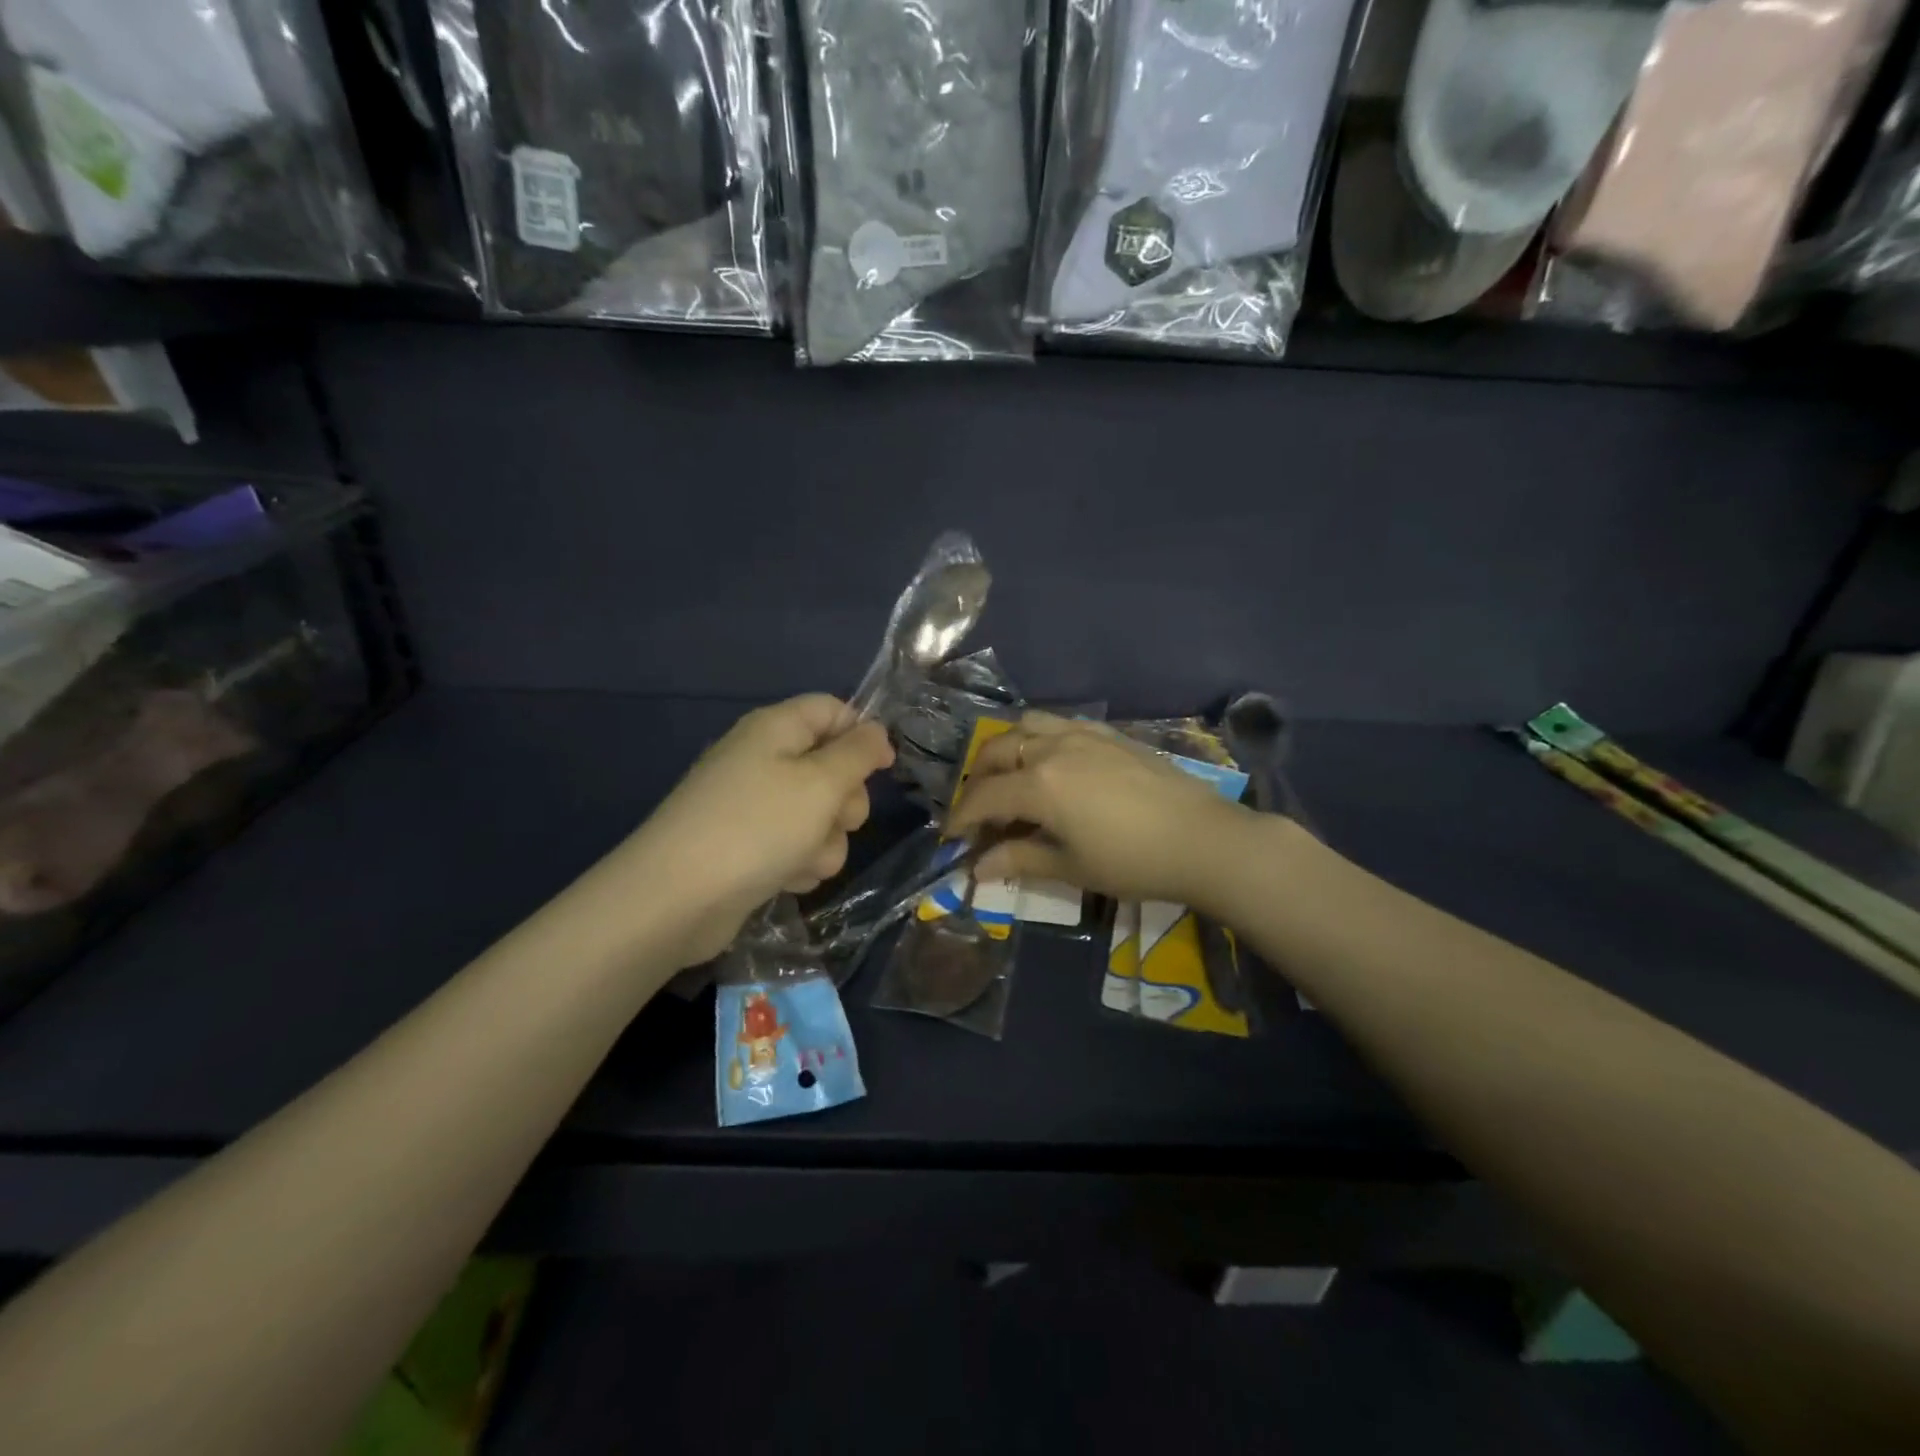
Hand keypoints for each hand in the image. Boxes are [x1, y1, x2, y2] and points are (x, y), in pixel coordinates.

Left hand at [588, 696, 892, 968]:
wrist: (677, 899)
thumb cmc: (757, 827)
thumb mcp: (820, 783)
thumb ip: (857, 753)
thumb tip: (875, 730)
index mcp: (776, 729)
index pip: (831, 710)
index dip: (863, 733)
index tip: (885, 767)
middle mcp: (764, 760)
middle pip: (831, 767)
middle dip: (845, 800)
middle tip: (837, 820)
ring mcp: (754, 806)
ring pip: (819, 815)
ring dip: (825, 841)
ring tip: (803, 859)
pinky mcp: (749, 847)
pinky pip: (796, 846)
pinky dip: (799, 862)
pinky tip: (786, 878)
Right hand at [946, 712, 1257, 910]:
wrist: (1203, 839)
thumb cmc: (1133, 862)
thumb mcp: (1070, 867)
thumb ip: (1018, 860)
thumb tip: (976, 869)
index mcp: (1039, 785)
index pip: (984, 796)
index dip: (961, 817)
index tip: (952, 838)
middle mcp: (1053, 749)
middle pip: (996, 751)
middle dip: (976, 779)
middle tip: (976, 810)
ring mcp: (1083, 734)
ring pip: (1026, 726)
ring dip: (1005, 749)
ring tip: (1007, 777)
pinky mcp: (1108, 734)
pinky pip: (1059, 723)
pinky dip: (1038, 737)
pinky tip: (1049, 762)